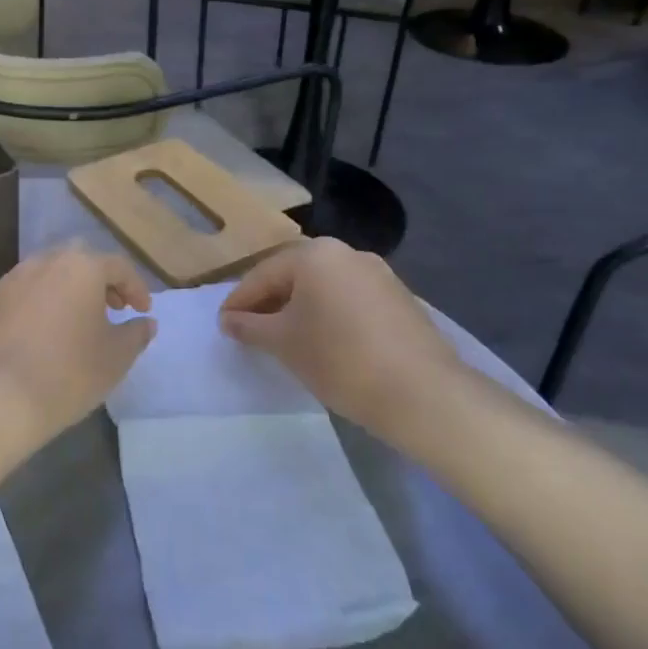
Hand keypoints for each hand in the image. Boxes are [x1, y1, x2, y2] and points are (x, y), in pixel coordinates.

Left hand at [0, 244, 154, 449]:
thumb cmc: (67, 372)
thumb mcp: (115, 358)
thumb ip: (135, 334)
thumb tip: (145, 322)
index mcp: (80, 267)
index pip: (118, 266)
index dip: (136, 287)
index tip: (142, 311)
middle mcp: (44, 262)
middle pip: (79, 260)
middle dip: (99, 280)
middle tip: (110, 309)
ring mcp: (10, 280)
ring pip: (47, 275)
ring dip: (66, 291)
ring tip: (75, 323)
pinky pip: (22, 294)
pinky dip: (38, 305)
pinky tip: (41, 336)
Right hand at [218, 240, 464, 440]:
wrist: (424, 395)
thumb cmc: (339, 359)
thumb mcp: (283, 343)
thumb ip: (250, 326)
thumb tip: (229, 320)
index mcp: (315, 254)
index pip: (263, 274)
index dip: (239, 301)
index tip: (223, 325)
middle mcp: (347, 253)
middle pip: (294, 276)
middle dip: (270, 303)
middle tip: (251, 331)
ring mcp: (379, 275)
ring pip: (324, 288)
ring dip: (301, 310)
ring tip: (286, 340)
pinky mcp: (401, 301)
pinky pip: (350, 301)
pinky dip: (330, 317)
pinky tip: (326, 344)